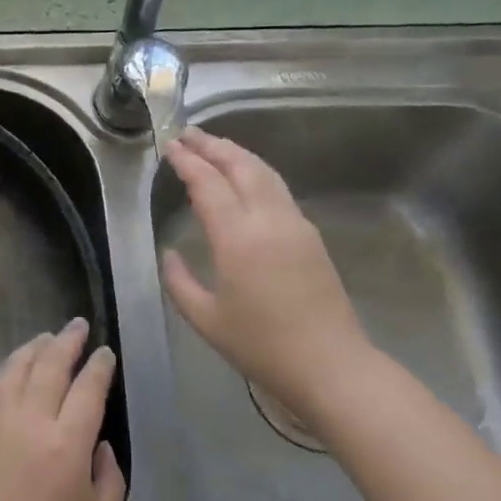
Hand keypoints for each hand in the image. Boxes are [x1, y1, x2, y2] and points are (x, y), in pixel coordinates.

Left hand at [0, 319, 125, 500]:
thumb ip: (110, 479)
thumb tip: (100, 445)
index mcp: (67, 443)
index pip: (89, 388)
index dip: (100, 366)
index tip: (106, 353)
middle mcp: (30, 420)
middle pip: (50, 365)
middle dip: (68, 340)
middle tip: (78, 325)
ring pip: (16, 368)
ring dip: (34, 348)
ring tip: (46, 338)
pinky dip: (3, 372)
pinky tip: (9, 372)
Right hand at [160, 127, 377, 430]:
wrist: (331, 366)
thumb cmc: (261, 346)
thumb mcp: (206, 319)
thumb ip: (179, 281)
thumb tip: (169, 253)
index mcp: (238, 239)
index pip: (209, 184)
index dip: (187, 161)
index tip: (169, 146)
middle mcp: (269, 221)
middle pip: (241, 166)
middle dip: (212, 145)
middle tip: (188, 134)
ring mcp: (295, 224)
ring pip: (265, 173)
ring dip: (237, 153)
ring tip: (214, 145)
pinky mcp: (310, 236)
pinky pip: (278, 189)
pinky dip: (255, 172)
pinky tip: (244, 177)